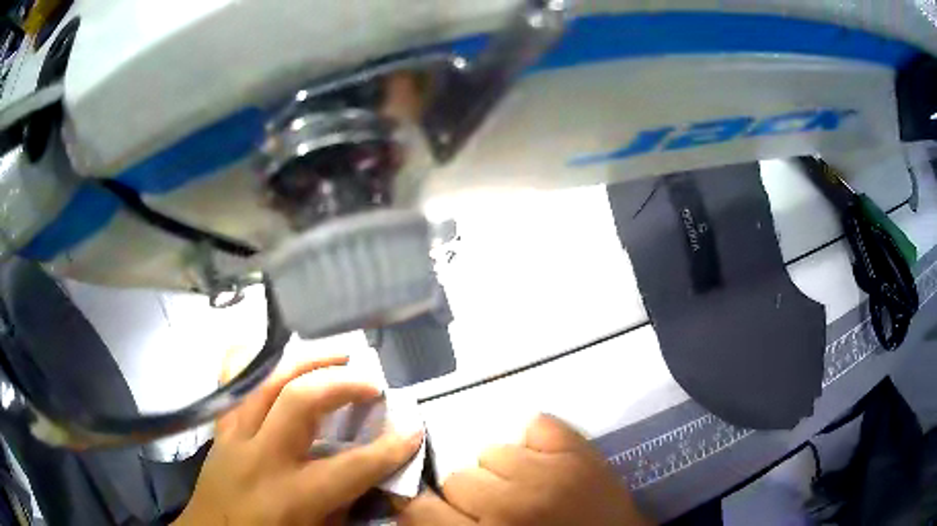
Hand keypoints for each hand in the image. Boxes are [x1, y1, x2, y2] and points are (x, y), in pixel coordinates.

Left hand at [174, 352, 422, 525]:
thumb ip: (343, 505)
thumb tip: (369, 475)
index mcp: (291, 496)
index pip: (350, 467)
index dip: (389, 449)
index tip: (414, 430)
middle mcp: (260, 457)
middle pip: (300, 402)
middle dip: (342, 384)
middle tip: (371, 382)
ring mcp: (234, 434)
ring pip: (267, 381)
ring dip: (307, 362)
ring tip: (336, 355)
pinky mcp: (220, 425)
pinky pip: (233, 380)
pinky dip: (257, 360)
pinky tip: (279, 356)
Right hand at [399, 414, 651, 525]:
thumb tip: (418, 506)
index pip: (421, 509)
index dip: (424, 507)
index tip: (438, 509)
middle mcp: (512, 505)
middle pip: (458, 477)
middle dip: (472, 494)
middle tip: (497, 510)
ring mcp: (550, 474)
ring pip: (492, 450)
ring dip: (503, 469)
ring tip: (526, 487)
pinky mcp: (581, 452)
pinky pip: (538, 424)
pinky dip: (536, 441)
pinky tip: (546, 462)